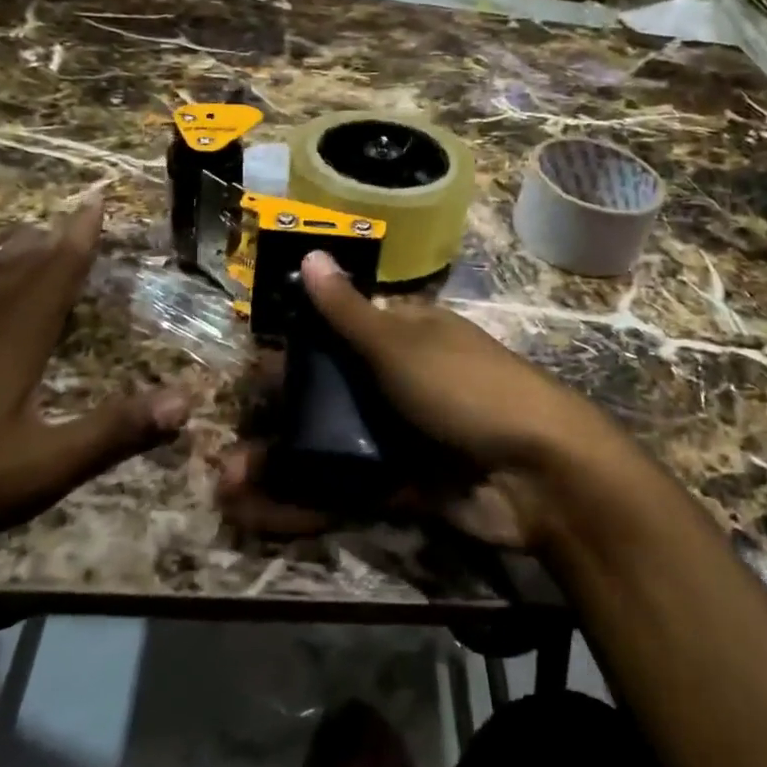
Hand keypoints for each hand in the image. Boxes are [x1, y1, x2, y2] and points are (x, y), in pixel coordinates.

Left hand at [0, 196, 187, 561]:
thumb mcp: (35, 466)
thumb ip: (113, 431)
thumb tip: (187, 401)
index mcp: (14, 328)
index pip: (60, 263)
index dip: (83, 229)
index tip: (97, 195)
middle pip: (19, 257)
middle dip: (49, 239)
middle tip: (68, 223)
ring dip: (4, 253)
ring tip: (20, 244)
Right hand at [218, 252, 633, 550]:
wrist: (538, 473)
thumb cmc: (466, 389)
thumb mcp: (402, 345)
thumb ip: (349, 311)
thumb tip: (313, 254)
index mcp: (405, 337)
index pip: (338, 334)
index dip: (294, 352)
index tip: (249, 376)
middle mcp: (400, 383)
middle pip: (329, 396)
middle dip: (278, 420)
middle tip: (227, 444)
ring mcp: (404, 435)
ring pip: (331, 447)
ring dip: (282, 465)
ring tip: (228, 483)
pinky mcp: (406, 485)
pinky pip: (349, 489)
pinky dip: (308, 501)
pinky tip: (260, 512)